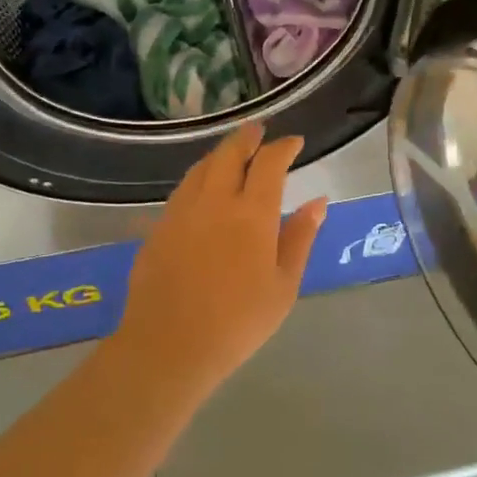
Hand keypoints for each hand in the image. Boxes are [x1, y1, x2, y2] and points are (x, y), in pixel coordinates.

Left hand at [107, 123, 326, 394]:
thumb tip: (318, 202)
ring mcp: (182, 211)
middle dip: (248, 137)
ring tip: (232, 153)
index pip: (270, 163)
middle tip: (259, 132)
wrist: (170, 345)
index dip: (284, 147)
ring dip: (221, 153)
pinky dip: (199, 176)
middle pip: (230, 153)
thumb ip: (300, 238)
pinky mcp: (159, 226)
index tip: (294, 142)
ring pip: (202, 167)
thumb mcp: (283, 285)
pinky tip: (202, 187)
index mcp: (252, 213)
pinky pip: (183, 188)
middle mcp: (215, 200)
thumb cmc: (238, 322)